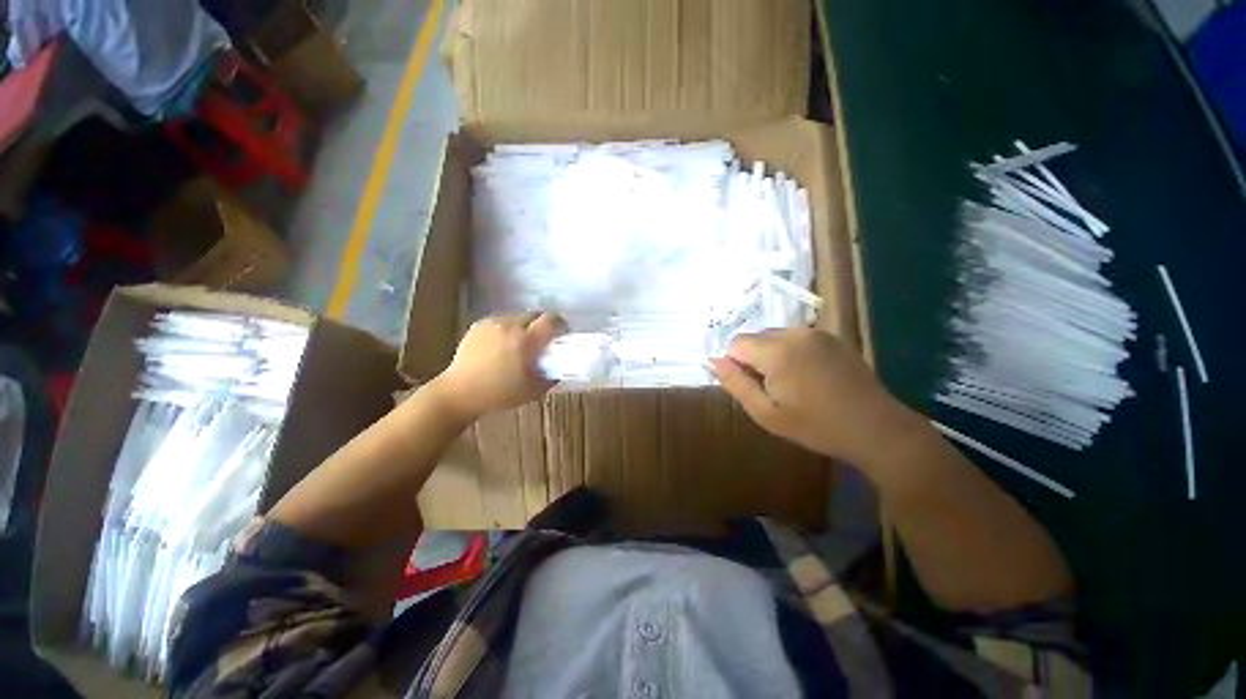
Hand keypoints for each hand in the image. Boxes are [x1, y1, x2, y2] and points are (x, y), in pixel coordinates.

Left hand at [428, 312, 566, 420]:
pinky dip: (507, 329)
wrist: (459, 393)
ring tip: (519, 344)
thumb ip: (551, 376)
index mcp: (526, 341)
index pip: (551, 320)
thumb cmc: (499, 394)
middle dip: (543, 324)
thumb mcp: (533, 391)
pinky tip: (502, 345)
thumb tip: (560, 367)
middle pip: (535, 314)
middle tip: (542, 341)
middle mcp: (510, 326)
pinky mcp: (479, 325)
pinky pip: (502, 321)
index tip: (562, 335)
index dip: (561, 324)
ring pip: (518, 317)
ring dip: (525, 326)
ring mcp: (492, 324)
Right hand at [710, 328, 924, 464]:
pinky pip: (795, 338)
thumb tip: (712, 361)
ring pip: (773, 337)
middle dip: (753, 359)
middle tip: (771, 389)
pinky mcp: (831, 336)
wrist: (877, 428)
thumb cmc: (816, 426)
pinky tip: (807, 376)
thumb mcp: (766, 413)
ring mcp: (816, 332)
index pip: (736, 344)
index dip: (735, 365)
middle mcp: (795, 333)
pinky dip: (790, 353)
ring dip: (771, 355)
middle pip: (755, 338)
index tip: (750, 387)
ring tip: (791, 384)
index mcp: (777, 351)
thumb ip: (735, 383)